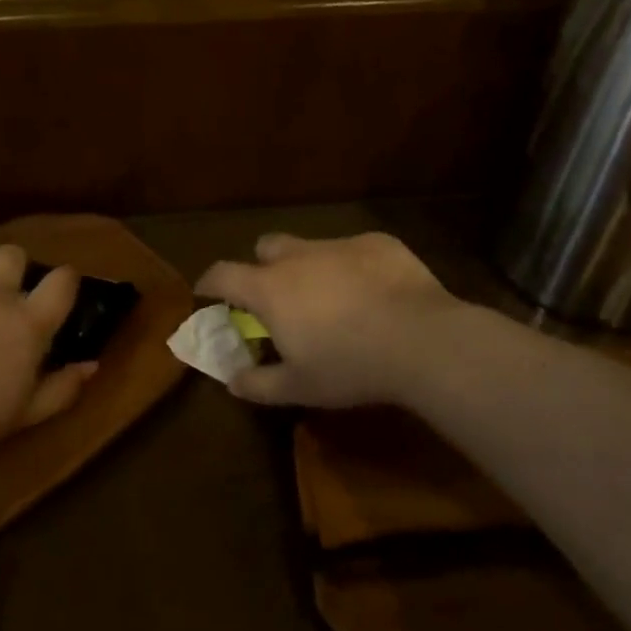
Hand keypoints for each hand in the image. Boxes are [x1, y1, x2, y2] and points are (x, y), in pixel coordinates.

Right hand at [194, 232, 461, 407]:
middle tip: (279, 298)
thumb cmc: (350, 366)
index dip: (210, 283)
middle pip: (266, 247)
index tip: (208, 294)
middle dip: (263, 267)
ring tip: (333, 299)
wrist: (422, 340)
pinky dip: (353, 267)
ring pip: (312, 246)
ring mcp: (340, 244)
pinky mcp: (378, 243)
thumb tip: (233, 380)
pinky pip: (354, 250)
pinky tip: (375, 293)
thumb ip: (258, 383)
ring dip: (310, 267)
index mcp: (271, 288)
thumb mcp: (299, 387)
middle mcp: (299, 257)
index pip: (223, 274)